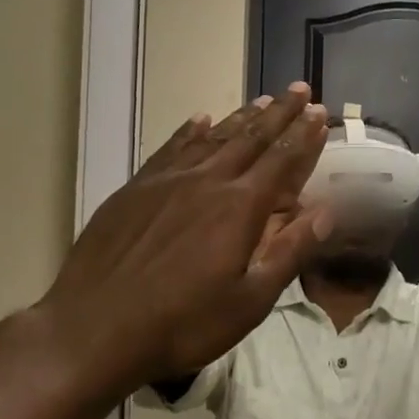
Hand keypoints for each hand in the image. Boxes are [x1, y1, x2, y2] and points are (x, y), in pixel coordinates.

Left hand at [39, 85, 330, 399]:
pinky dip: (190, 131)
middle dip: (279, 112)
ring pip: (213, 137)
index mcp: (240, 207)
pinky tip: (200, 120)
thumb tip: (327, 211)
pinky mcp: (135, 188)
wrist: (92, 330)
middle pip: (251, 138)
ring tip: (262, 99)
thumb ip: (289, 252)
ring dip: (242, 117)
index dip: (304, 134)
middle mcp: (207, 181)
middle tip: (299, 89)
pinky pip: (171, 148)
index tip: (319, 111)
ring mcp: (167, 181)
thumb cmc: (182, 324)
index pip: (281, 159)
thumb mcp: (249, 301)